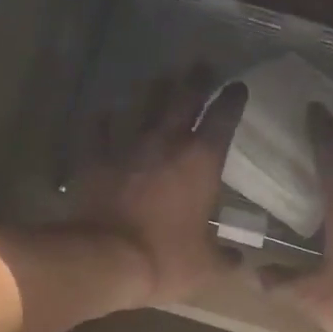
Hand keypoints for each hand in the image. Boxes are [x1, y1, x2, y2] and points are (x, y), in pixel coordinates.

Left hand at [69, 67, 247, 308]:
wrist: (106, 259)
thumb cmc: (165, 260)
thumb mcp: (206, 267)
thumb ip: (225, 259)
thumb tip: (239, 259)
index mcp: (201, 162)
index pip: (223, 118)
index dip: (233, 100)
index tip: (238, 87)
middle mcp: (165, 142)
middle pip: (183, 98)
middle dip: (196, 79)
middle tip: (202, 64)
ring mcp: (126, 146)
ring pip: (142, 104)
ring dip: (154, 89)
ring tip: (161, 77)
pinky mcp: (94, 158)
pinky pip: (98, 129)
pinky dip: (103, 120)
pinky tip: (104, 114)